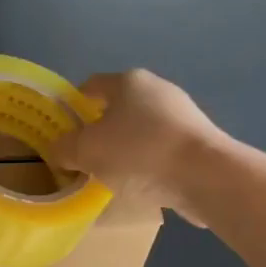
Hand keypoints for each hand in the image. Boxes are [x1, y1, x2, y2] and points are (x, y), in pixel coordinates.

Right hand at [53, 69, 226, 221]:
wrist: (205, 177)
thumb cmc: (138, 153)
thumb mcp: (86, 151)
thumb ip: (64, 148)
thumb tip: (60, 150)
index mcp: (128, 81)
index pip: (91, 85)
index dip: (72, 106)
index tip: (62, 132)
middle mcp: (158, 89)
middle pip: (117, 108)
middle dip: (99, 131)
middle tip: (83, 157)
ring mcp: (183, 114)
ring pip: (141, 130)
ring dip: (124, 149)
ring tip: (111, 176)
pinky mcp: (199, 141)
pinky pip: (162, 149)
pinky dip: (148, 163)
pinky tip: (141, 185)